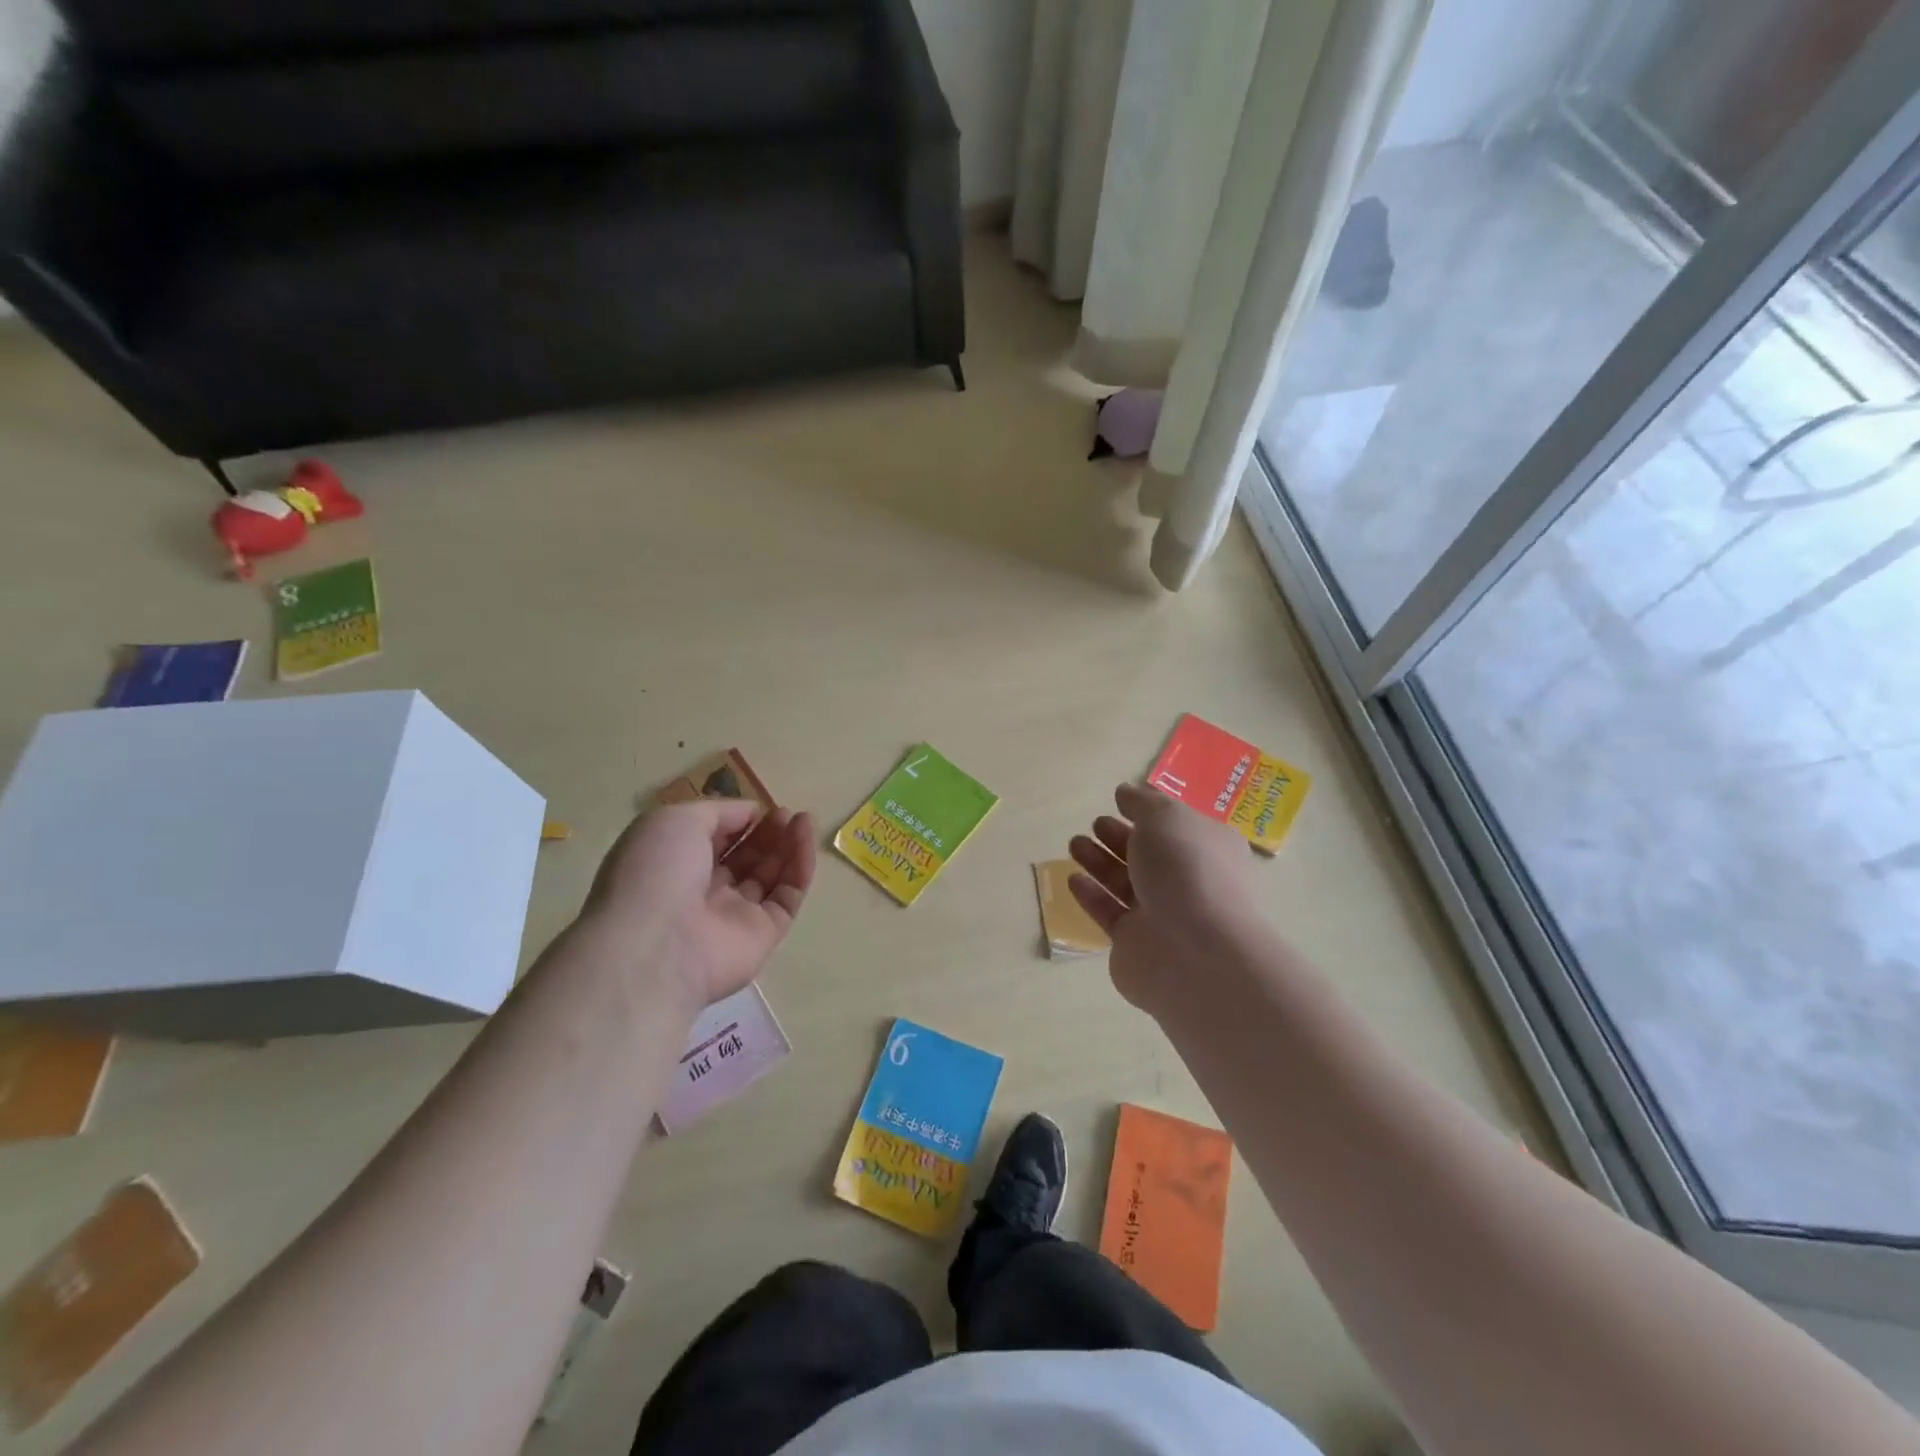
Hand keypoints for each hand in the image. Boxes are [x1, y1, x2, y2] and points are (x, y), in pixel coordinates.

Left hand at [581, 800, 815, 1008]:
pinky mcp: (764, 935)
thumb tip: (751, 813)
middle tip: (786, 813)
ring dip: (787, 845)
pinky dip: (800, 868)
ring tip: (804, 818)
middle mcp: (703, 891)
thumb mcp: (676, 821)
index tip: (759, 807)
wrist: (657, 947)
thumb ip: (718, 812)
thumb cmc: (656, 872)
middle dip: (767, 833)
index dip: (737, 820)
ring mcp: (735, 916)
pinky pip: (787, 897)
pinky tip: (805, 839)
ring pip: (770, 876)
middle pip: (745, 857)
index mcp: (674, 865)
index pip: (713, 839)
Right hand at [1068, 783, 1258, 1012]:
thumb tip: (1125, 792)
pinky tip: (1073, 878)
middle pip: (1149, 855)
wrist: (1195, 952)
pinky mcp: (1135, 944)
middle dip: (1120, 837)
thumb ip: (1142, 802)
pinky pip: (1110, 913)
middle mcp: (1190, 881)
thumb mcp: (1166, 817)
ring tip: (1075, 844)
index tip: (1119, 801)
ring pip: (1126, 883)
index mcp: (1208, 849)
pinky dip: (1092, 895)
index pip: (1178, 827)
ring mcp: (1163, 916)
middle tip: (1095, 824)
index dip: (1150, 813)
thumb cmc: (1187, 870)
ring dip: (1100, 862)